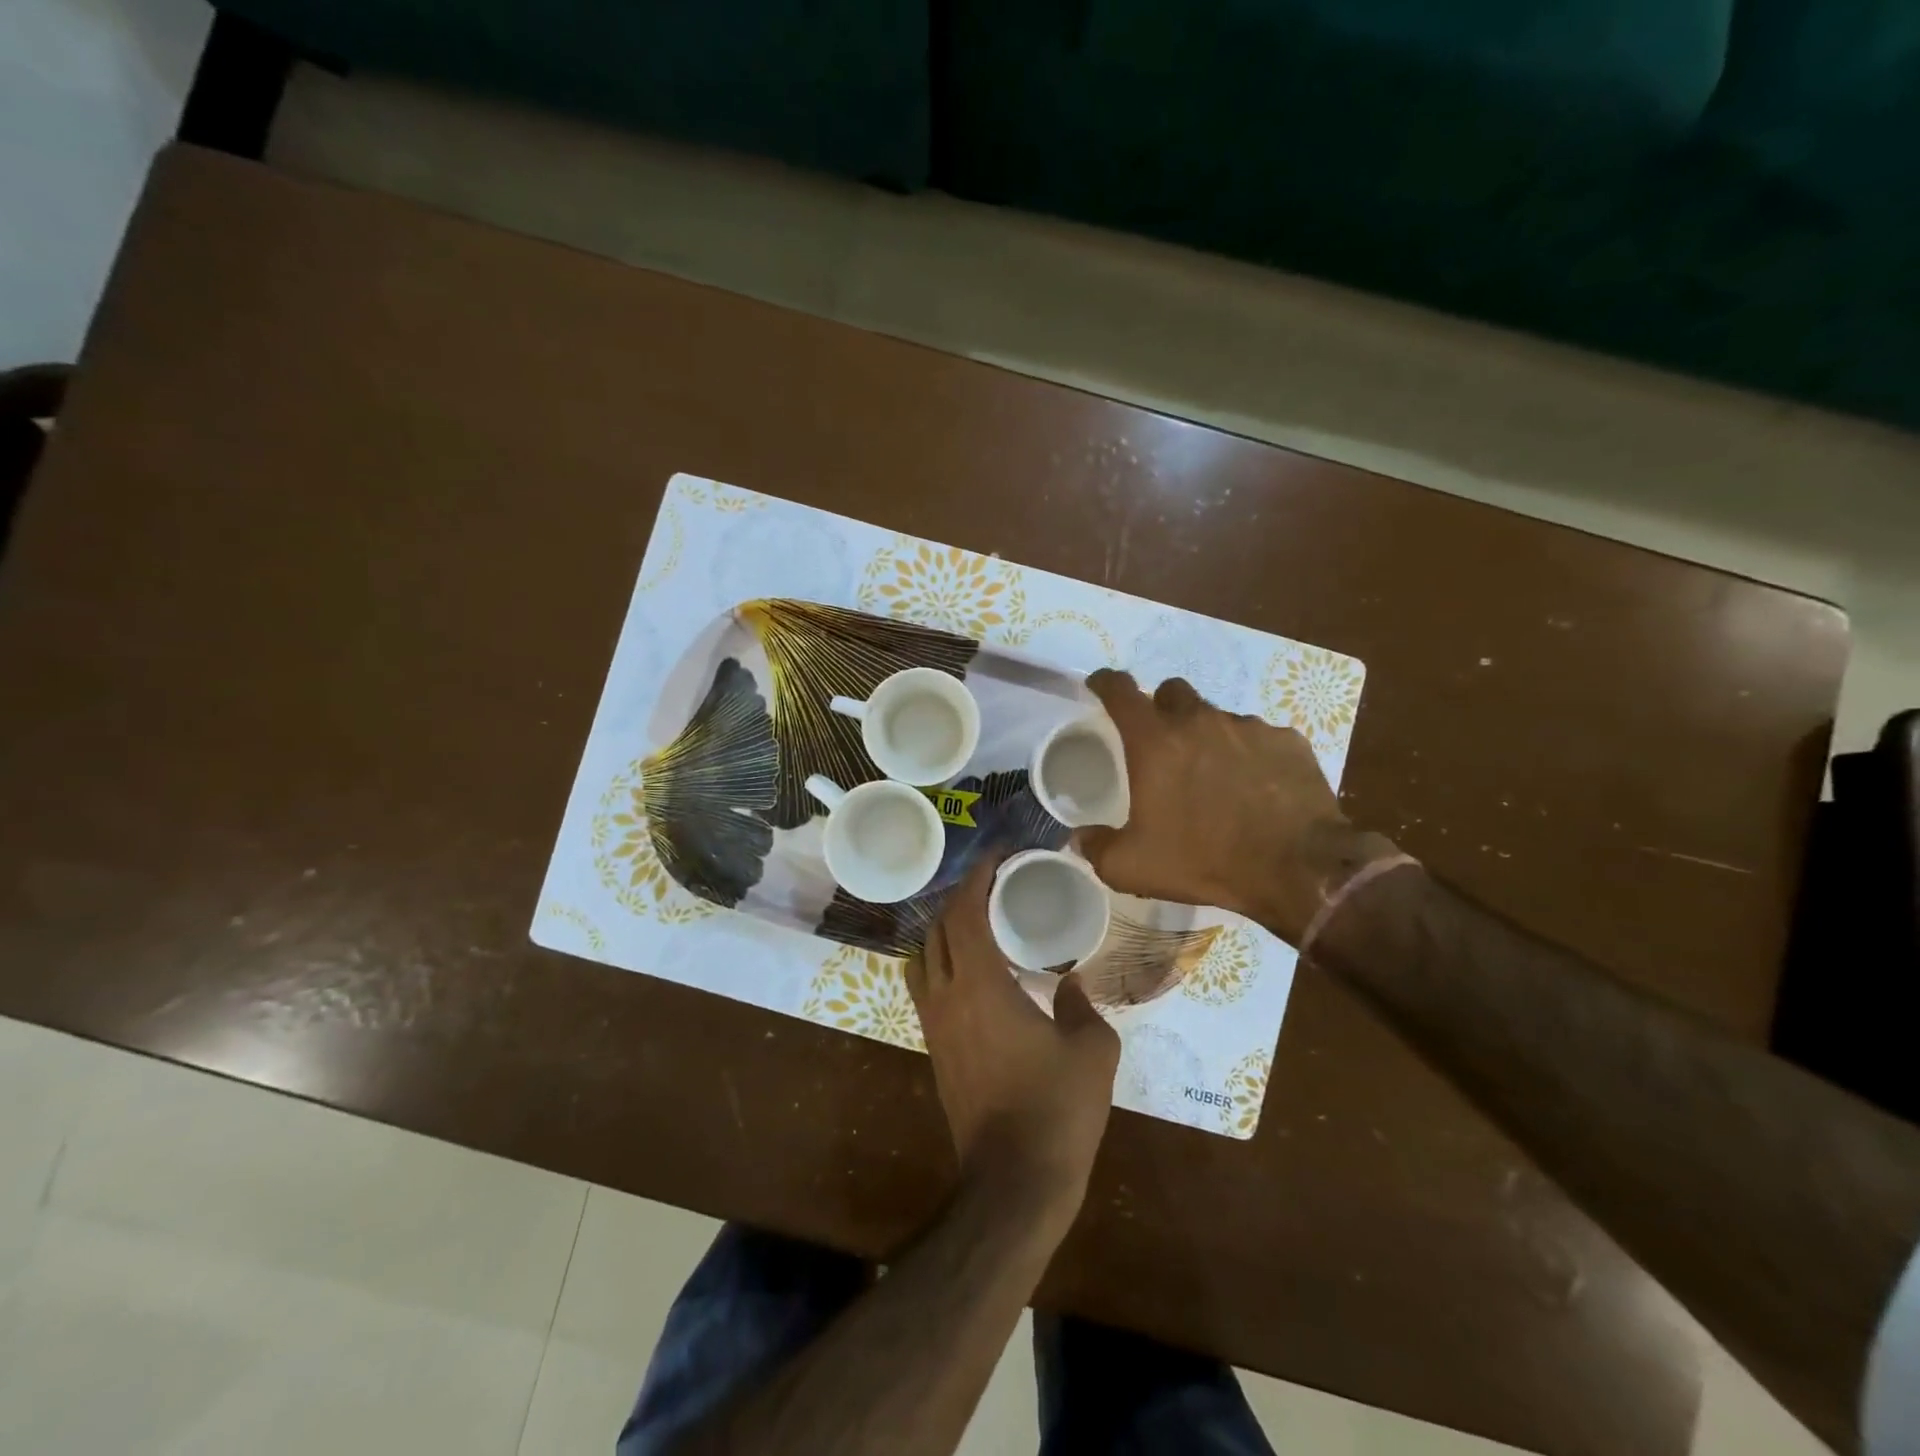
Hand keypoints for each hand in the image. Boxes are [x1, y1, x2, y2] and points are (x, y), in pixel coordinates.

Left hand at [906, 855, 1120, 1218]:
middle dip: (960, 898)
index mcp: (981, 985)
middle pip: (936, 928)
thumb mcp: (1091, 1049)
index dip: (977, 878)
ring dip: (944, 930)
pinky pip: (926, 986)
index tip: (998, 858)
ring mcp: (933, 1024)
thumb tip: (1069, 983)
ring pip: (923, 957)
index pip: (964, 913)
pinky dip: (942, 962)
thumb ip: (1082, 1004)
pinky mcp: (933, 1049)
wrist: (1013, 1183)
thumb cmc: (1057, 1111)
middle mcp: (946, 996)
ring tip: (978, 924)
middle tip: (994, 887)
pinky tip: (973, 972)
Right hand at [1078, 669, 1392, 944]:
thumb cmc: (1205, 860)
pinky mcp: (1288, 741)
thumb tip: (1079, 838)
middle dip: (1161, 708)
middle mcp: (1200, 721)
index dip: (1105, 683)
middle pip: (1172, 692)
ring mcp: (1248, 727)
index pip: (1120, 691)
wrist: (1298, 869)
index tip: (1099, 685)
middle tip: (1162, 744)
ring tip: (1215, 777)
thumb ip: (1097, 848)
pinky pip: (1259, 737)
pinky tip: (1257, 788)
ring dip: (1208, 736)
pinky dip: (1250, 754)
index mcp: (1155, 742)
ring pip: (1217, 716)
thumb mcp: (1133, 868)